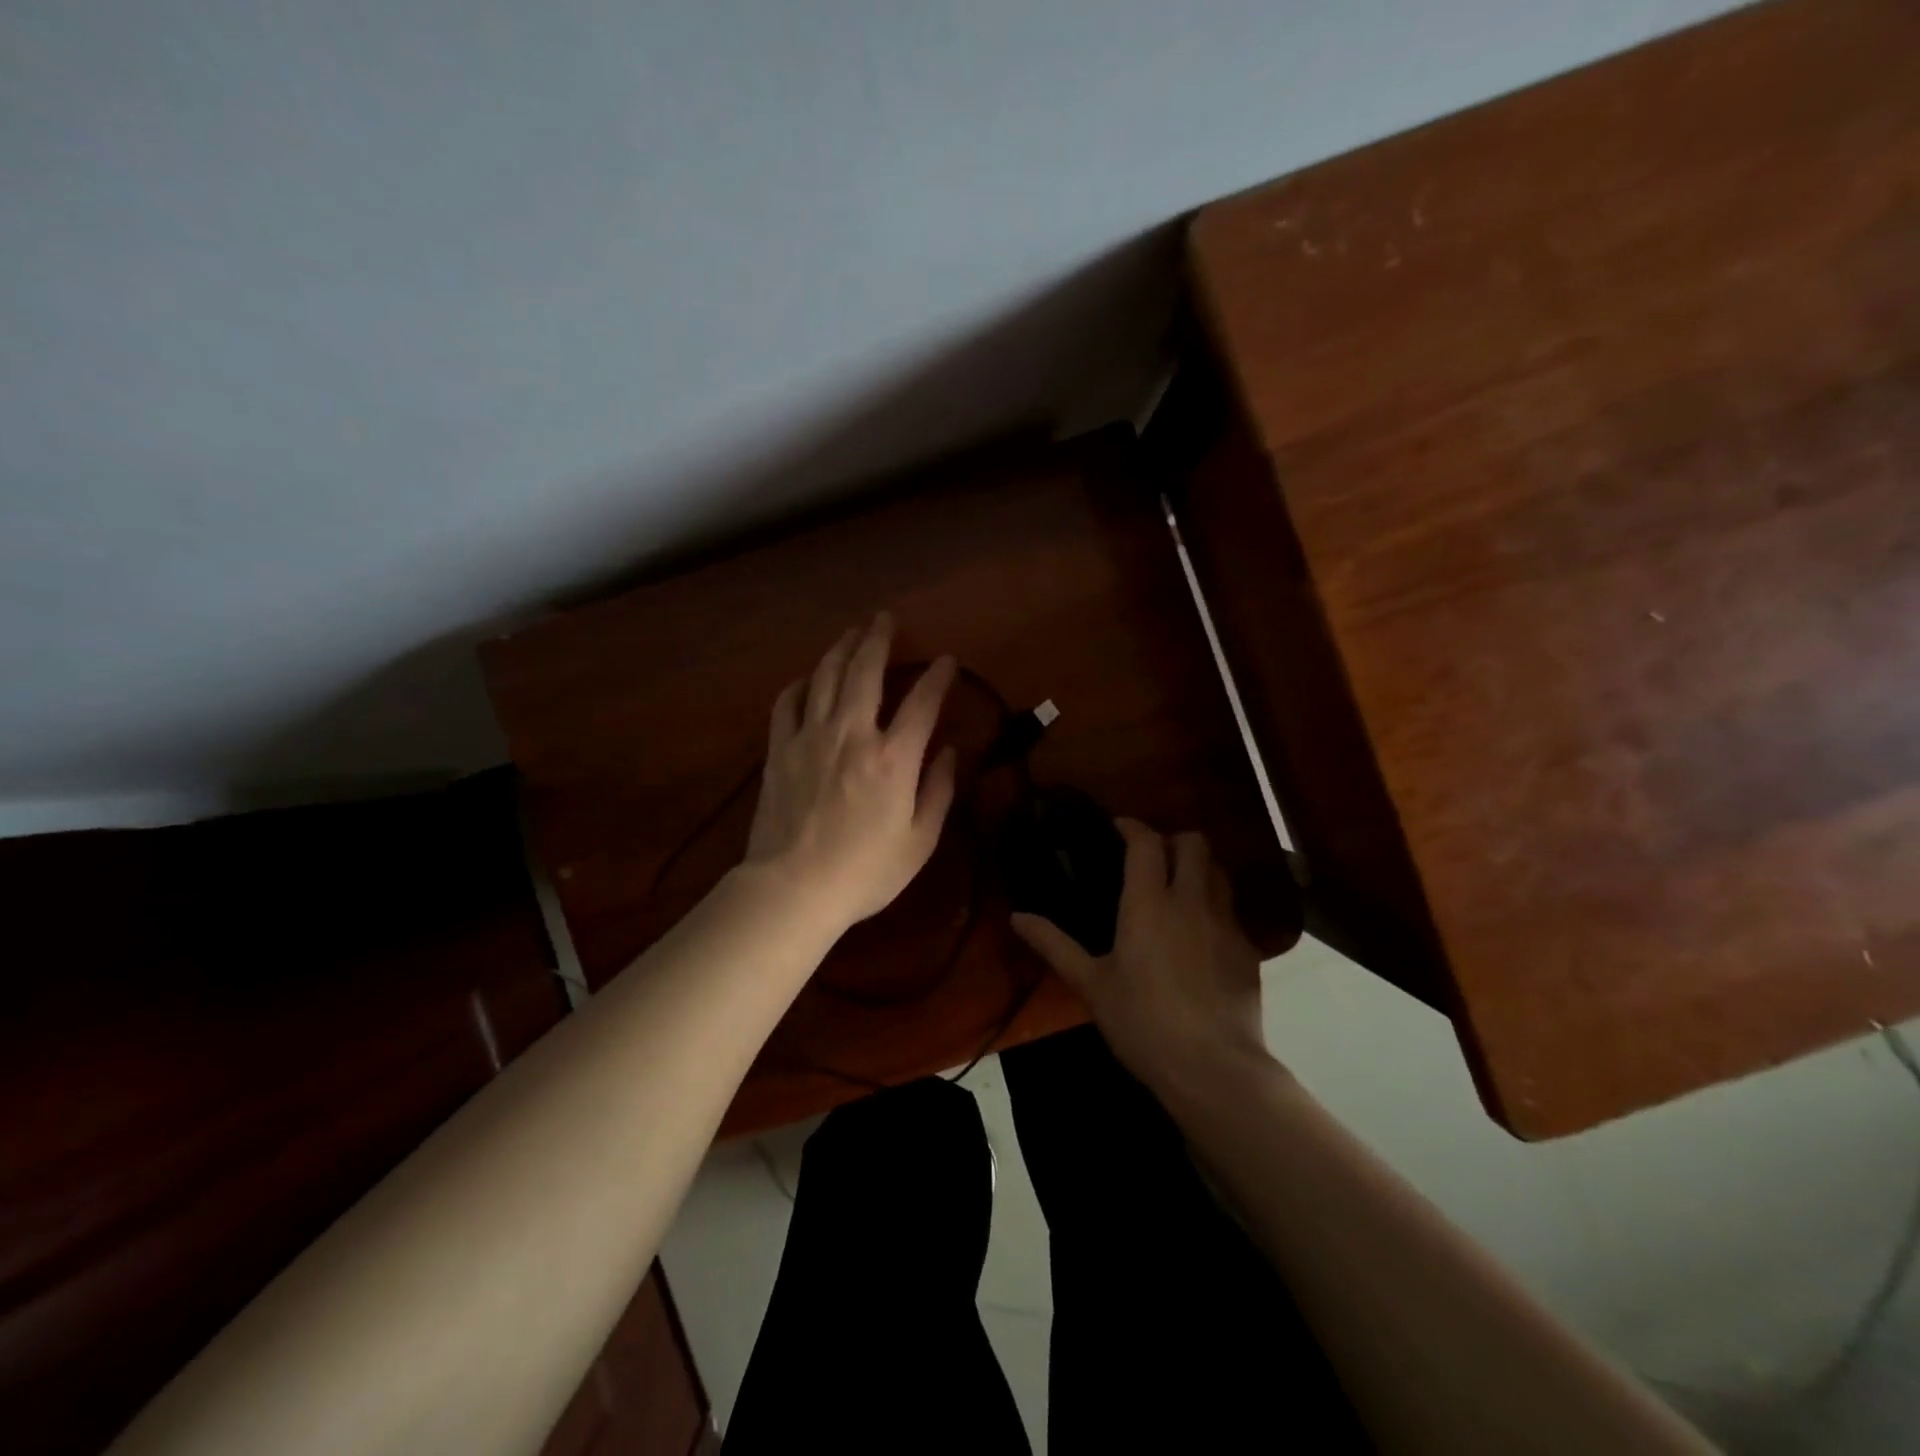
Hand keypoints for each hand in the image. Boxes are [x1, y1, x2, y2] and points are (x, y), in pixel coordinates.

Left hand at [744, 613, 957, 931]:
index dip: (938, 677)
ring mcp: (810, 737)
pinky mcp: (779, 750)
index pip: (922, 702)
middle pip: (866, 671)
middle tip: (885, 619)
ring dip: (841, 649)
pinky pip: (788, 703)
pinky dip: (801, 683)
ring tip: (851, 633)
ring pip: (825, 676)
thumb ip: (939, 791)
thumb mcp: (920, 841)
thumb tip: (951, 752)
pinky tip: (809, 678)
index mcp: (893, 758)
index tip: (946, 661)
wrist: (793, 889)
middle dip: (879, 639)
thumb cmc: (865, 872)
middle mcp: (852, 734)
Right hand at [1012, 820, 1270, 1090]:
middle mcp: (1191, 901)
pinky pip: (1232, 911)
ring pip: (1220, 872)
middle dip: (1173, 840)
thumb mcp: (1091, 985)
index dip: (1133, 827)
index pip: (1146, 843)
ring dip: (1199, 869)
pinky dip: (1215, 908)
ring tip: (1179, 890)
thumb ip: (1054, 945)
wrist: (1213, 1068)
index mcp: (1148, 904)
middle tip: (1152, 859)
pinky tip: (1201, 937)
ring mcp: (1225, 924)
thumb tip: (1017, 917)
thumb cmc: (1142, 1023)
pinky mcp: (1248, 950)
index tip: (1118, 828)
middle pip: (1194, 844)